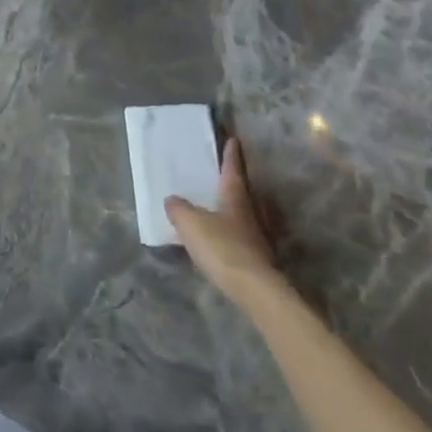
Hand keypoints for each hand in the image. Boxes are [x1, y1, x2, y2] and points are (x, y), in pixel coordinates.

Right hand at [165, 139, 282, 298]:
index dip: (232, 156)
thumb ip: (179, 208)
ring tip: (220, 207)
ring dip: (235, 210)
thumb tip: (173, 199)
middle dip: (235, 183)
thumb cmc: (222, 247)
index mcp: (235, 198)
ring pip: (245, 216)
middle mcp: (250, 214)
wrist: (254, 291)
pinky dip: (233, 233)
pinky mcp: (258, 261)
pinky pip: (242, 238)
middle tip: (224, 174)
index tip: (234, 141)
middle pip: (243, 193)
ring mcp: (257, 239)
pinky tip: (222, 239)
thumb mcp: (190, 223)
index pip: (233, 171)